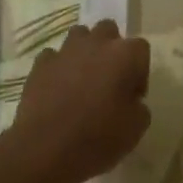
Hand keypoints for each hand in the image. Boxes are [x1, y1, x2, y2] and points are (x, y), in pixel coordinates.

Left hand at [5, 22, 149, 182]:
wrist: (44, 151)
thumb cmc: (97, 139)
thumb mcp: (135, 129)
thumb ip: (139, 107)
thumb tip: (131, 101)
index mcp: (125, 55)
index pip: (141, 49)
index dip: (139, 72)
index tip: (133, 96)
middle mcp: (97, 43)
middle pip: (109, 31)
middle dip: (111, 49)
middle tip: (109, 80)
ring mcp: (66, 51)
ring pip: (79, 36)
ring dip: (84, 51)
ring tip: (82, 80)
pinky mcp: (40, 64)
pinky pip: (53, 56)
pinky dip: (57, 67)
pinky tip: (57, 89)